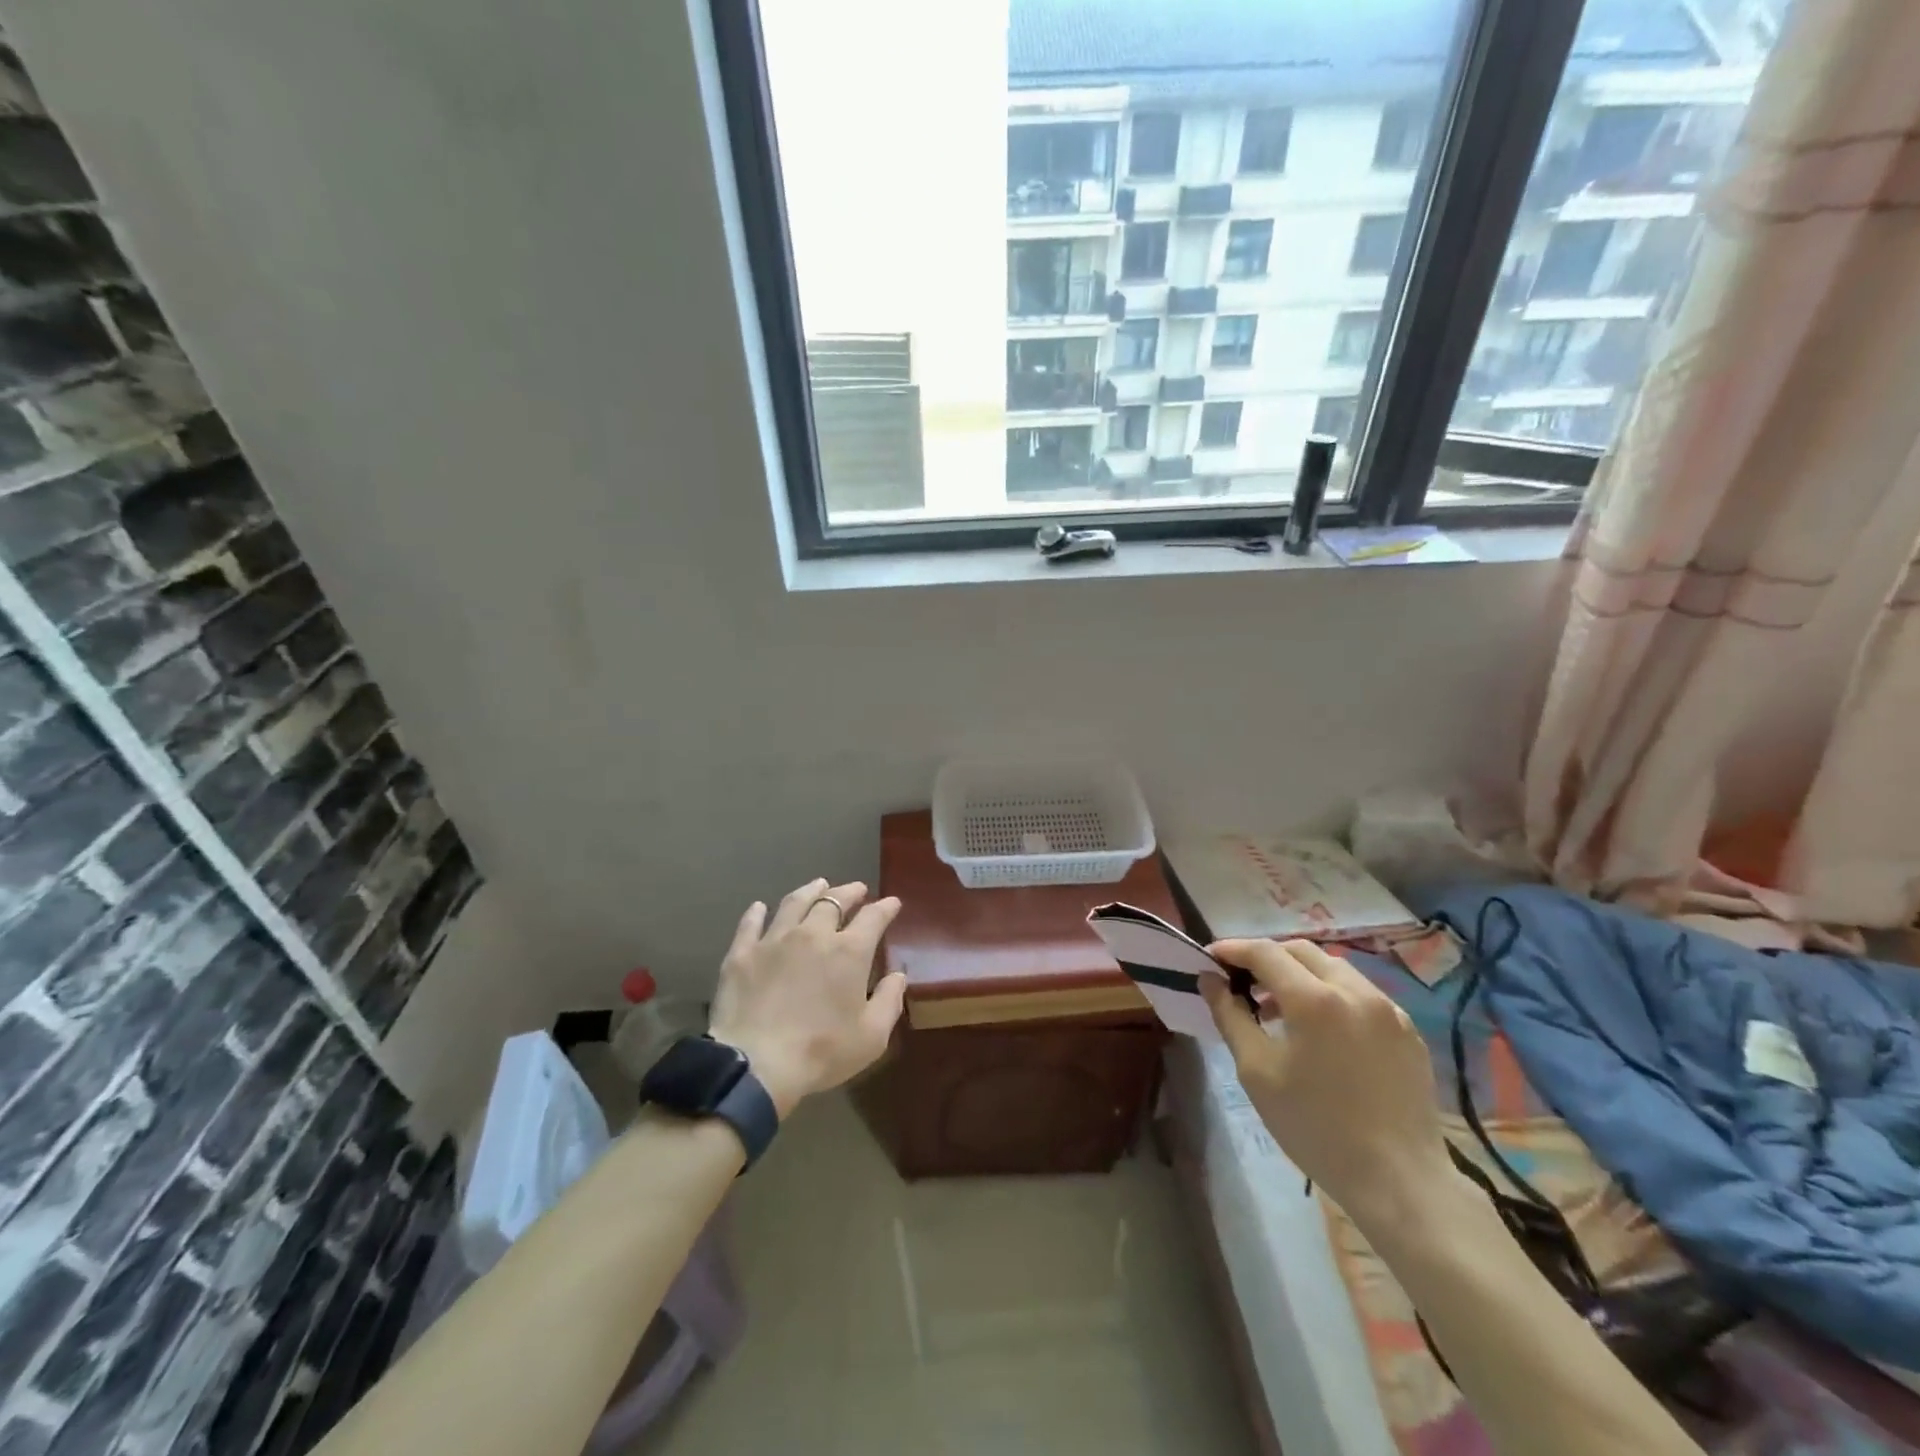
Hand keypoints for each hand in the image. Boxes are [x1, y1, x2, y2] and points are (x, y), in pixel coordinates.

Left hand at [707, 878, 905, 1118]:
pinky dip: (757, 912)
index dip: (885, 907)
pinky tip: (759, 907)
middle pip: (833, 901)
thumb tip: (898, 975)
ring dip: (810, 890)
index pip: (873, 917)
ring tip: (818, 885)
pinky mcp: (742, 953)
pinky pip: (750, 923)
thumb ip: (889, 1001)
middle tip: (857, 889)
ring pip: (794, 903)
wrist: (756, 1066)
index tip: (892, 903)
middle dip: (849, 892)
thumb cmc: (821, 1053)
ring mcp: (774, 940)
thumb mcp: (871, 1036)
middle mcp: (813, 934)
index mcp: (849, 951)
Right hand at [1201, 939, 1455, 1236]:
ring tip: (1278, 1007)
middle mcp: (1354, 991)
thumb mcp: (1257, 1071)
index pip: (1264, 951)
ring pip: (1334, 968)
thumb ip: (1230, 1016)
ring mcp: (1388, 1009)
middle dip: (1266, 957)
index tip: (1209, 959)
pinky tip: (1320, 1030)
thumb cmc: (1316, 1127)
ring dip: (1299, 974)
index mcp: (1314, 999)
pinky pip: (1360, 994)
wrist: (1400, 1182)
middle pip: (1301, 951)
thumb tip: (1209, 979)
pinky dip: (1331, 994)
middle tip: (1241, 982)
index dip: (1232, 949)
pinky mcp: (1408, 1031)